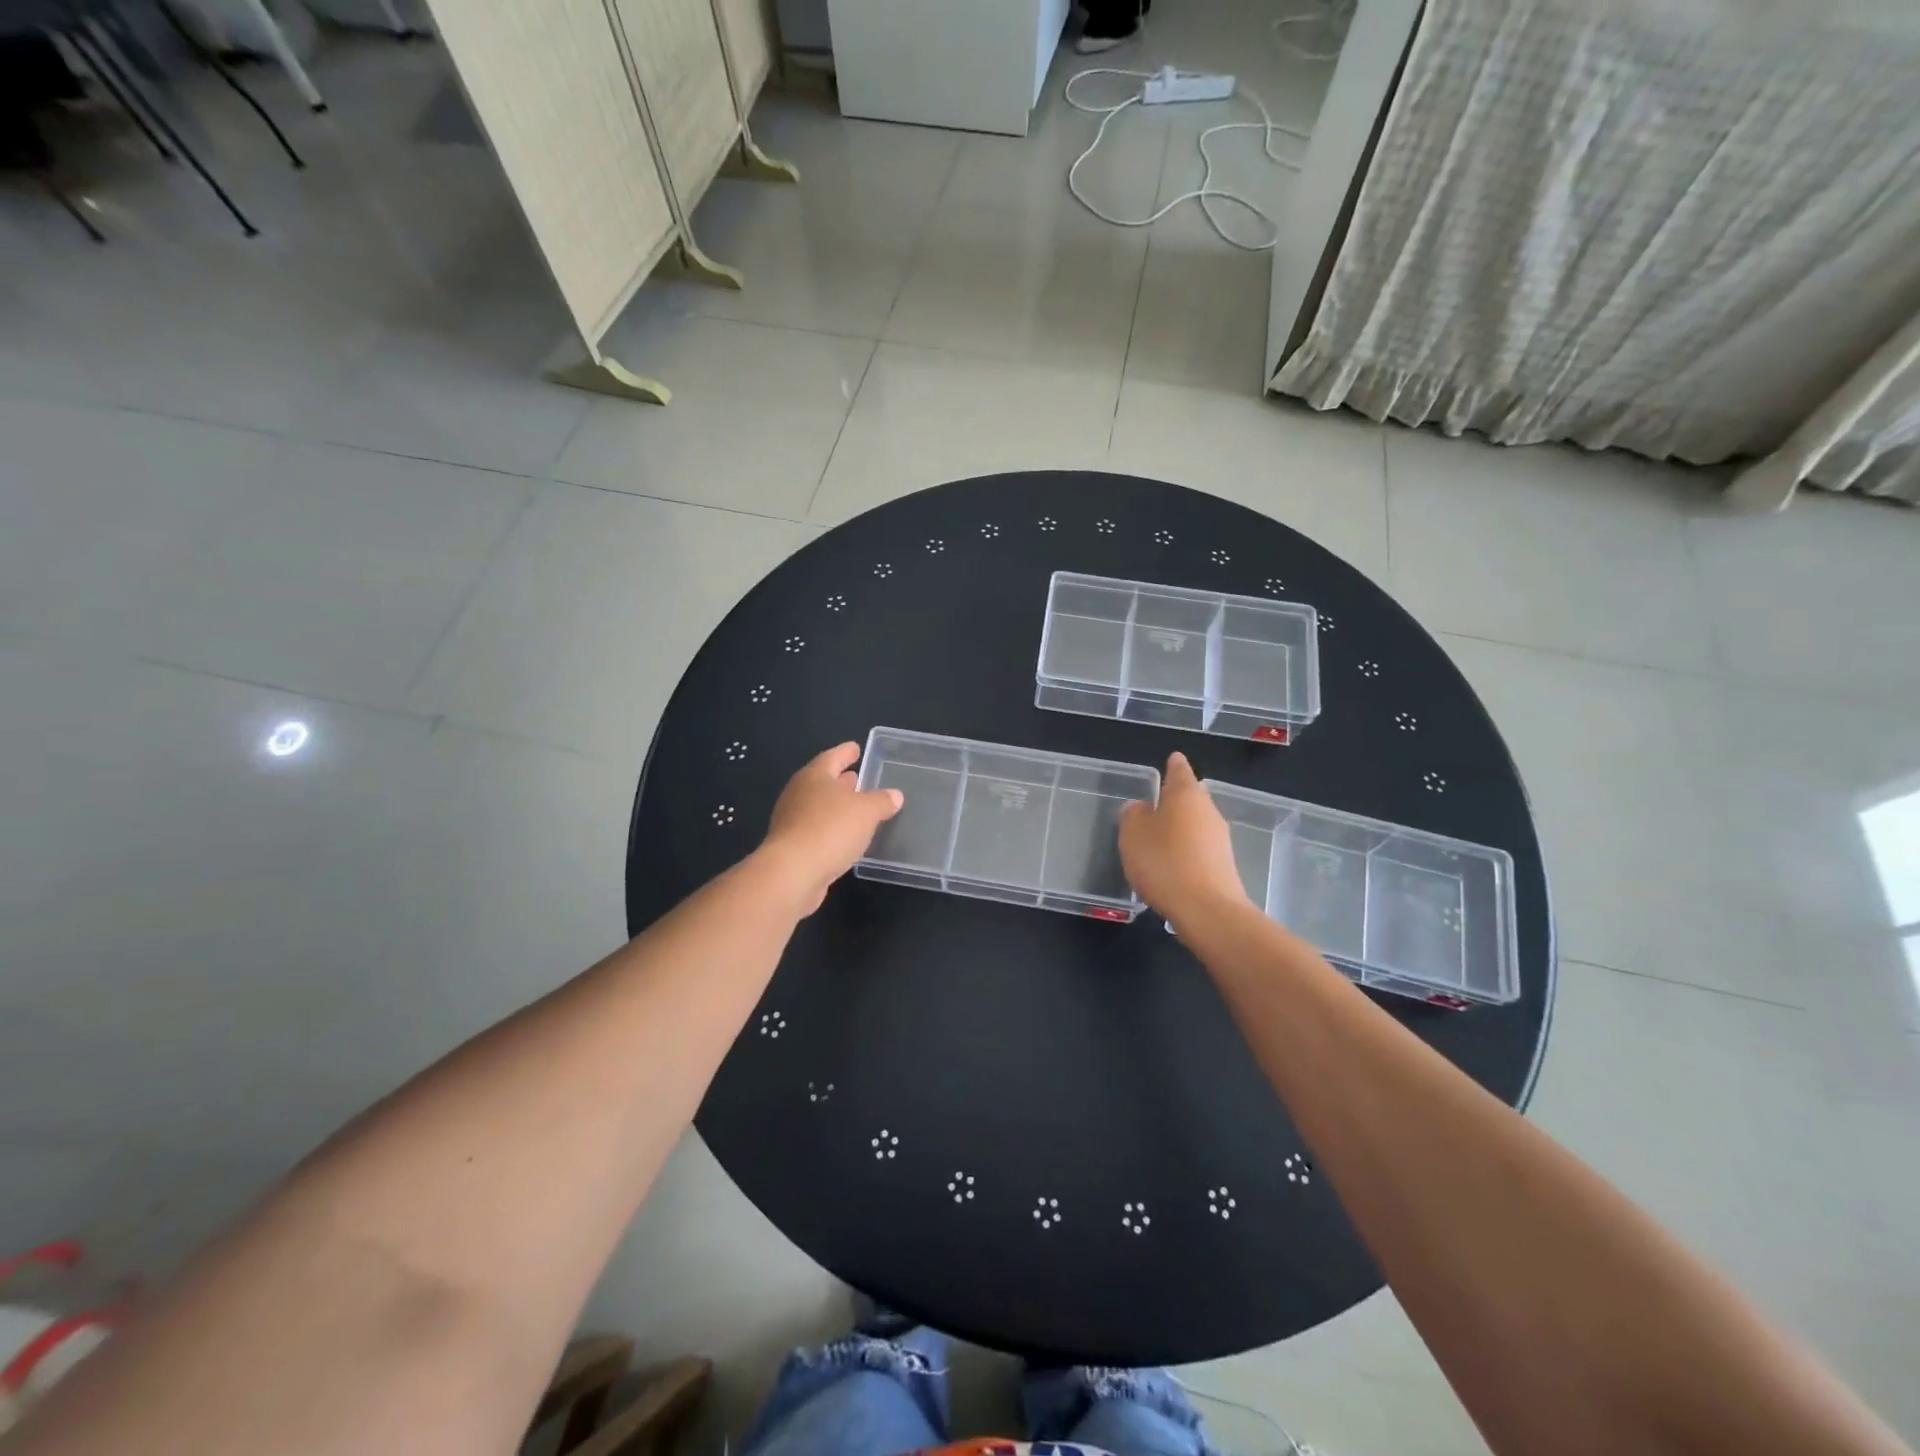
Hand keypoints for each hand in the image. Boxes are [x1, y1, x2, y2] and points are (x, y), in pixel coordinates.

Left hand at [757, 742, 903, 914]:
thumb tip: (894, 795)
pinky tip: (846, 837)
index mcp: (814, 776)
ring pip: (819, 807)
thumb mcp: (866, 811)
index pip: (832, 757)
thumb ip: (882, 801)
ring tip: (857, 808)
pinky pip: (817, 830)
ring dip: (837, 806)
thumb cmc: (830, 829)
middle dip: (841, 780)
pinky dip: (831, 828)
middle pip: (823, 782)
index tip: (856, 748)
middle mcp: (799, 794)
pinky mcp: (792, 847)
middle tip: (858, 778)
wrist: (792, 873)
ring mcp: (792, 821)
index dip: (846, 752)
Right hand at [1119, 752, 1250, 924]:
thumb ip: (1133, 814)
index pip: (1179, 770)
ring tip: (1157, 838)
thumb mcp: (1133, 834)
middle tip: (1154, 803)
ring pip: (1196, 823)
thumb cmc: (1164, 862)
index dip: (1173, 765)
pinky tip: (1170, 865)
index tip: (1171, 759)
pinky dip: (1185, 850)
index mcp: (1186, 794)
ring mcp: (1220, 839)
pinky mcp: (1223, 865)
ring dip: (1180, 827)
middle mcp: (1208, 810)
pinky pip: (1199, 848)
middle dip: (1175, 799)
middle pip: (1191, 797)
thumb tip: (1141, 807)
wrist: (1206, 910)